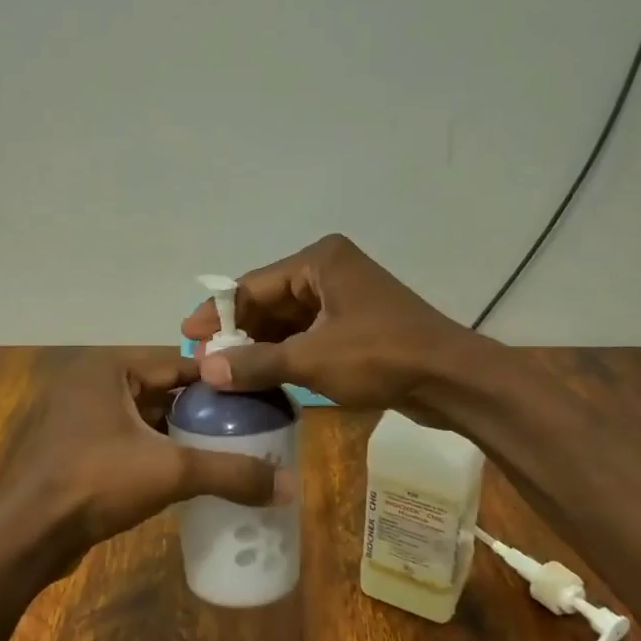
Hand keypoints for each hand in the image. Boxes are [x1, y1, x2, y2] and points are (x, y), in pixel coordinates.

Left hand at [0, 349, 292, 583]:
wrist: (28, 536)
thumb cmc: (96, 482)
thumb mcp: (172, 471)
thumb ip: (231, 472)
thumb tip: (291, 486)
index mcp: (110, 368)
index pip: (181, 363)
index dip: (222, 381)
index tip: (259, 397)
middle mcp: (92, 383)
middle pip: (165, 390)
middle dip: (204, 410)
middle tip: (249, 427)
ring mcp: (79, 417)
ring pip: (146, 418)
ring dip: (181, 434)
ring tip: (227, 450)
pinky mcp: (76, 450)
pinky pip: (128, 441)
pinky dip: (156, 452)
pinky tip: (187, 473)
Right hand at [180, 234, 475, 417]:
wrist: (452, 379)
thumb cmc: (381, 357)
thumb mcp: (312, 360)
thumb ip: (256, 362)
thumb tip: (206, 370)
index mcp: (319, 261)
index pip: (253, 285)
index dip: (218, 314)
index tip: (187, 338)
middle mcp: (329, 270)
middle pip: (269, 300)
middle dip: (239, 332)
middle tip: (205, 360)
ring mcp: (345, 297)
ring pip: (288, 320)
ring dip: (261, 345)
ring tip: (226, 372)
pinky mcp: (355, 323)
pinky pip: (308, 334)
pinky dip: (286, 353)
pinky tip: (263, 376)